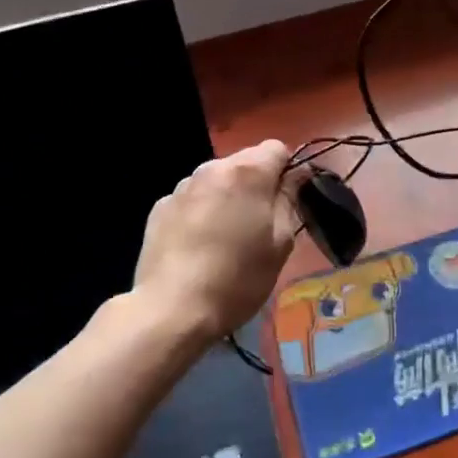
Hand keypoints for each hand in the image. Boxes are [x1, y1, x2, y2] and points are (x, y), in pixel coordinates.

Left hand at [135, 141, 305, 341]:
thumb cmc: (238, 277)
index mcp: (247, 172)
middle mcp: (212, 168)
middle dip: (255, 184)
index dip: (286, 170)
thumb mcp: (280, 243)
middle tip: (258, 225)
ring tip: (225, 237)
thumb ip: (289, 199)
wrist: (171, 310)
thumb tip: (296, 174)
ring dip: (226, 196)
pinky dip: (200, 211)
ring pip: (216, 180)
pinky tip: (197, 245)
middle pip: (244, 162)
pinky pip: (192, 199)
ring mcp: (182, 186)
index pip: (276, 148)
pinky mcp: (160, 208)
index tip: (286, 201)